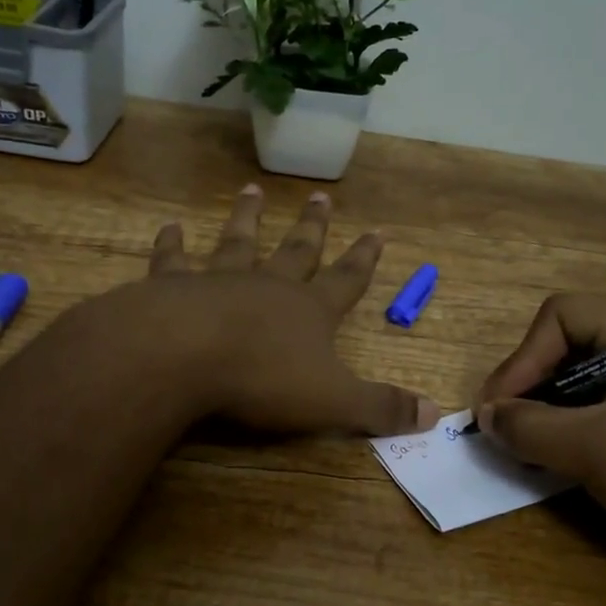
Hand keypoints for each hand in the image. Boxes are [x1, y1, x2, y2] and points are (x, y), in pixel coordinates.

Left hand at [84, 185, 439, 436]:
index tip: (377, 231)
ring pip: (238, 242)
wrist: (184, 356)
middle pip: (296, 250)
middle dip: (311, 226)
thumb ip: (380, 407)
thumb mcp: (334, 402)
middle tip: (320, 196)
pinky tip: (170, 226)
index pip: (347, 279)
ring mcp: (219, 280)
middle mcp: (268, 285)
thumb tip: (435, 415)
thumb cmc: (263, 379)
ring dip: (247, 218)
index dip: (364, 259)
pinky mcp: (172, 287)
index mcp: (310, 311)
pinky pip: (174, 259)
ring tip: (251, 191)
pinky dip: (172, 244)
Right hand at [476, 294, 605, 599]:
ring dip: (550, 416)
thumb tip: (486, 416)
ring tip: (529, 452)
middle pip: (571, 350)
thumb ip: (530, 426)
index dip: (523, 357)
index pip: (563, 316)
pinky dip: (577, 437)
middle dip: (531, 387)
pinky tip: (563, 467)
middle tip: (506, 432)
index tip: (498, 409)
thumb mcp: (597, 450)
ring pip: (587, 389)